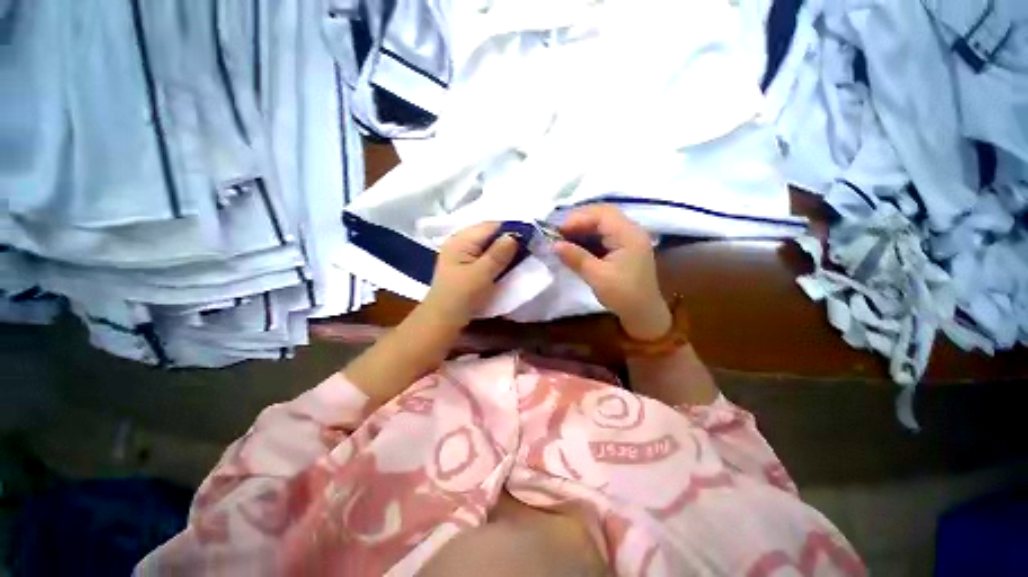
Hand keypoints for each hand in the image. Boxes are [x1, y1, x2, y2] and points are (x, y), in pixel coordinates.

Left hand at [422, 222, 519, 328]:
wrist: (442, 320)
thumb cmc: (461, 297)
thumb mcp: (482, 274)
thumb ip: (498, 253)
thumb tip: (514, 236)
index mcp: (460, 240)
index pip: (490, 226)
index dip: (511, 229)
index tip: (531, 237)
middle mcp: (460, 242)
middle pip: (490, 234)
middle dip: (509, 239)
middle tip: (529, 248)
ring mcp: (462, 254)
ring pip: (489, 245)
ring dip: (504, 249)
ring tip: (522, 255)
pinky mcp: (466, 265)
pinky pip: (486, 255)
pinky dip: (498, 257)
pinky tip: (507, 264)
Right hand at [554, 205, 671, 339]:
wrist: (643, 314)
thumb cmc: (623, 295)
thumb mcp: (597, 276)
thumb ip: (576, 257)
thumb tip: (554, 244)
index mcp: (629, 235)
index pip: (602, 214)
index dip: (578, 218)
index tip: (558, 230)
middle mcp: (631, 231)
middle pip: (602, 215)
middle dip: (579, 221)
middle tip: (558, 232)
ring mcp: (628, 239)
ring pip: (602, 224)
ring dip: (582, 229)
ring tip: (563, 237)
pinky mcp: (623, 248)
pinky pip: (603, 235)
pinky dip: (588, 237)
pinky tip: (575, 244)